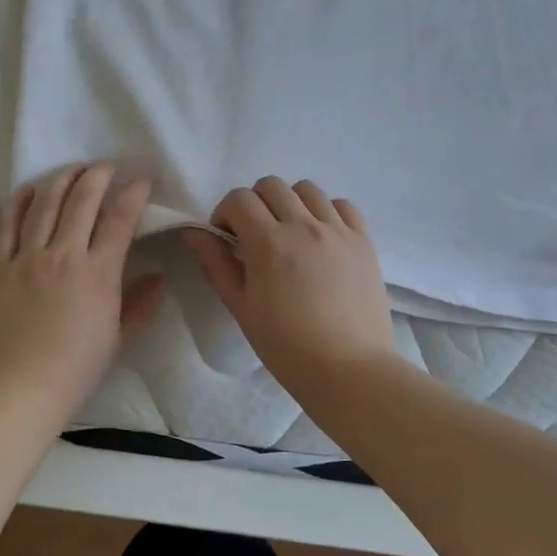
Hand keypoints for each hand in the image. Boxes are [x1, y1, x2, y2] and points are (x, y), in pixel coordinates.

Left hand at [0, 163, 165, 427]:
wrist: (20, 388)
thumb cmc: (76, 369)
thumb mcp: (119, 338)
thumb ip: (141, 304)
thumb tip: (158, 277)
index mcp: (98, 273)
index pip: (120, 220)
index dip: (134, 194)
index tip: (142, 180)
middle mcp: (63, 255)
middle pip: (82, 200)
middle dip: (99, 175)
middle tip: (108, 165)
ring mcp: (27, 257)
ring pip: (45, 203)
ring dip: (62, 178)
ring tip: (74, 169)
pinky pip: (8, 223)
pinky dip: (20, 200)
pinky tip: (31, 188)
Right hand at [184, 177, 398, 395]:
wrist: (349, 370)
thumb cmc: (286, 345)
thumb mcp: (241, 306)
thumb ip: (216, 263)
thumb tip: (192, 232)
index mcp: (269, 242)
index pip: (239, 199)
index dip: (225, 213)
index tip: (226, 238)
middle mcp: (305, 225)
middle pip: (271, 185)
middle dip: (254, 203)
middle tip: (254, 235)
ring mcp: (338, 230)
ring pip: (307, 189)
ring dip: (289, 202)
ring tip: (289, 233)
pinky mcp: (364, 241)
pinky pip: (342, 205)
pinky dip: (326, 211)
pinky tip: (321, 236)